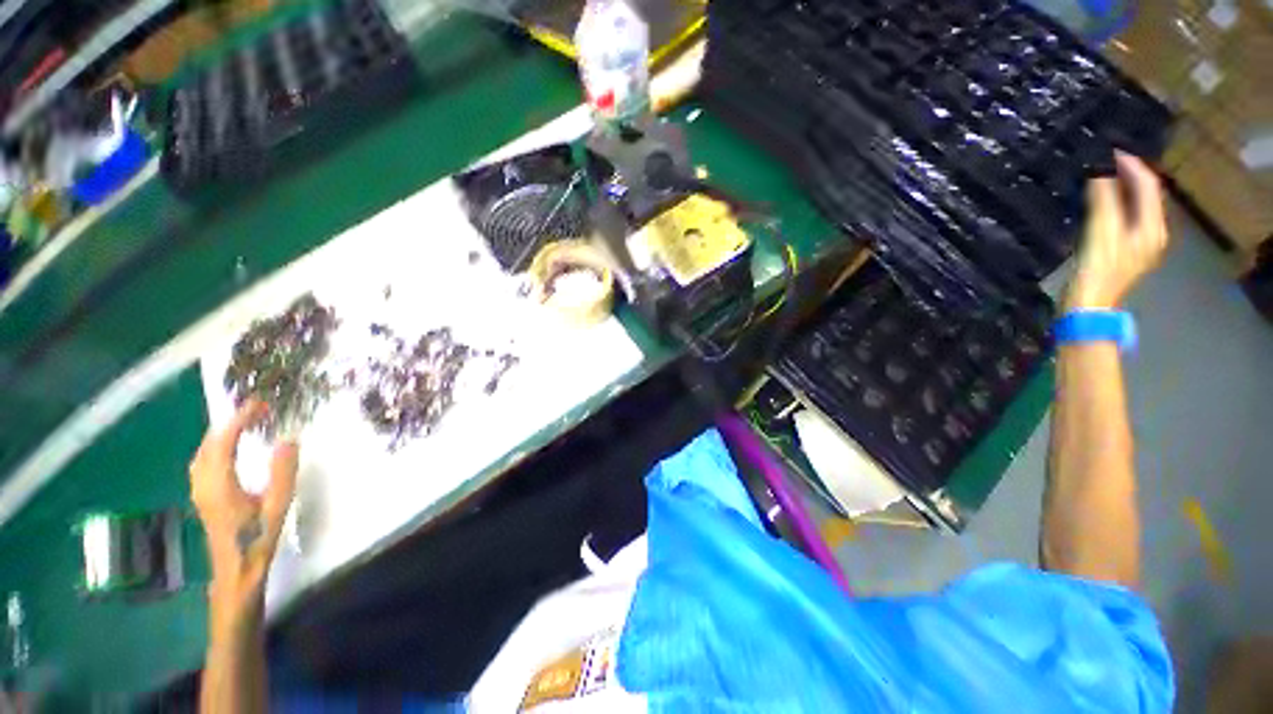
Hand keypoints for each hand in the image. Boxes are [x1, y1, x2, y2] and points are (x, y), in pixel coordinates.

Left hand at [190, 399, 297, 621]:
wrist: (236, 569)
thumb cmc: (258, 537)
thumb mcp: (277, 504)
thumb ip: (282, 471)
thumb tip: (288, 439)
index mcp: (220, 483)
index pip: (224, 442)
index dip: (240, 420)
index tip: (259, 404)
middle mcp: (203, 483)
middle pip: (208, 444)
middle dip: (230, 423)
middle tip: (255, 411)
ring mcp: (200, 491)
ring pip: (202, 453)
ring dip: (220, 434)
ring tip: (243, 425)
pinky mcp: (203, 496)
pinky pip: (203, 462)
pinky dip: (215, 447)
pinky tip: (227, 450)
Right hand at [1067, 152, 1168, 310]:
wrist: (1088, 308)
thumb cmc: (1096, 272)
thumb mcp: (1100, 233)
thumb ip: (1104, 201)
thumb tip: (1101, 172)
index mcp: (1152, 227)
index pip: (1147, 186)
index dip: (1131, 165)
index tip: (1110, 150)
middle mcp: (1153, 233)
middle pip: (1146, 195)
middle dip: (1129, 175)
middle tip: (1105, 161)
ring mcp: (1141, 244)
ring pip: (1136, 206)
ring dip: (1122, 189)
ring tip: (1102, 176)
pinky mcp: (1126, 251)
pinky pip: (1126, 218)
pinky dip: (1116, 205)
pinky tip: (1102, 203)